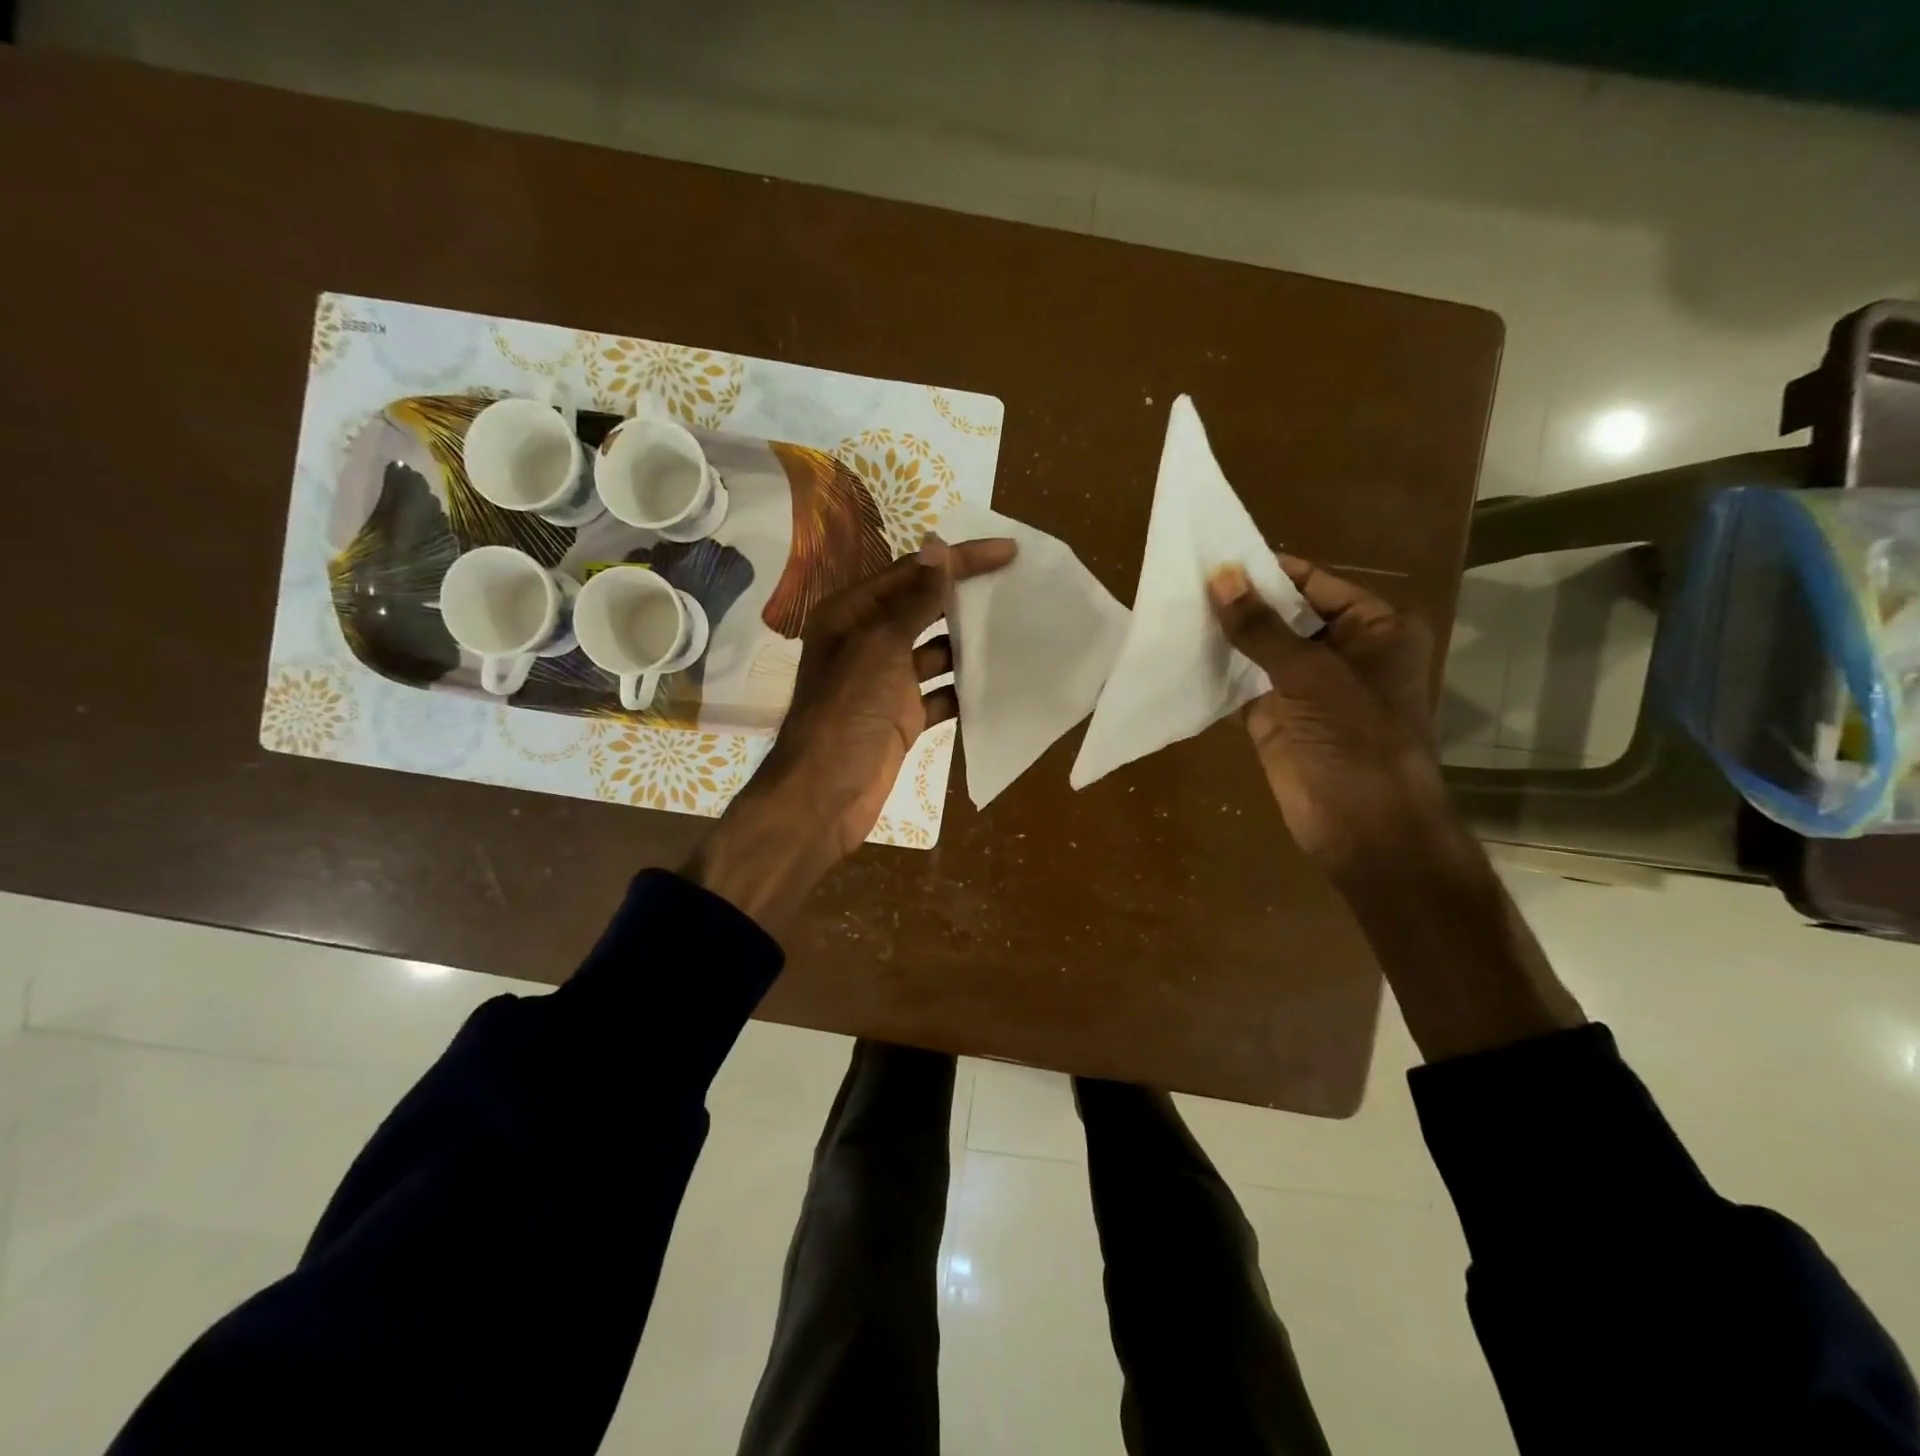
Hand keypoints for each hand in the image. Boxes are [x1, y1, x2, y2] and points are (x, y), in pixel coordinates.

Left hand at [687, 536, 1017, 929]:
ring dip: (969, 644)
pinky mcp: (902, 717)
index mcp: (852, 613)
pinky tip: (998, 682)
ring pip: (935, 651)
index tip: (1008, 552)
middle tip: (1016, 585)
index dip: (959, 560)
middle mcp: (867, 641)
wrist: (825, 794)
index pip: (912, 573)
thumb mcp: (881, 647)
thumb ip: (914, 601)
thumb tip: (940, 550)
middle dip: (965, 597)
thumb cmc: (848, 712)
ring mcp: (885, 682)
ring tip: (1016, 629)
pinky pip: (940, 694)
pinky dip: (964, 689)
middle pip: (923, 608)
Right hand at [1207, 555, 1452, 877]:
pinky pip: (1241, 686)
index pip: (1315, 583)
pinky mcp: (1275, 719)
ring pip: (1259, 651)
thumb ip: (1262, 627)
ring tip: (1173, 610)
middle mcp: (1342, 651)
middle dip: (1240, 603)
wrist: (1364, 828)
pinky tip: (1180, 654)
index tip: (1215, 556)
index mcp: (1373, 629)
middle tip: (1183, 581)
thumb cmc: (1357, 740)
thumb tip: (1218, 576)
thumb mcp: (1310, 675)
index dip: (1268, 571)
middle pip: (1284, 615)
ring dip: (1225, 637)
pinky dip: (1215, 673)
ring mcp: (1306, 688)